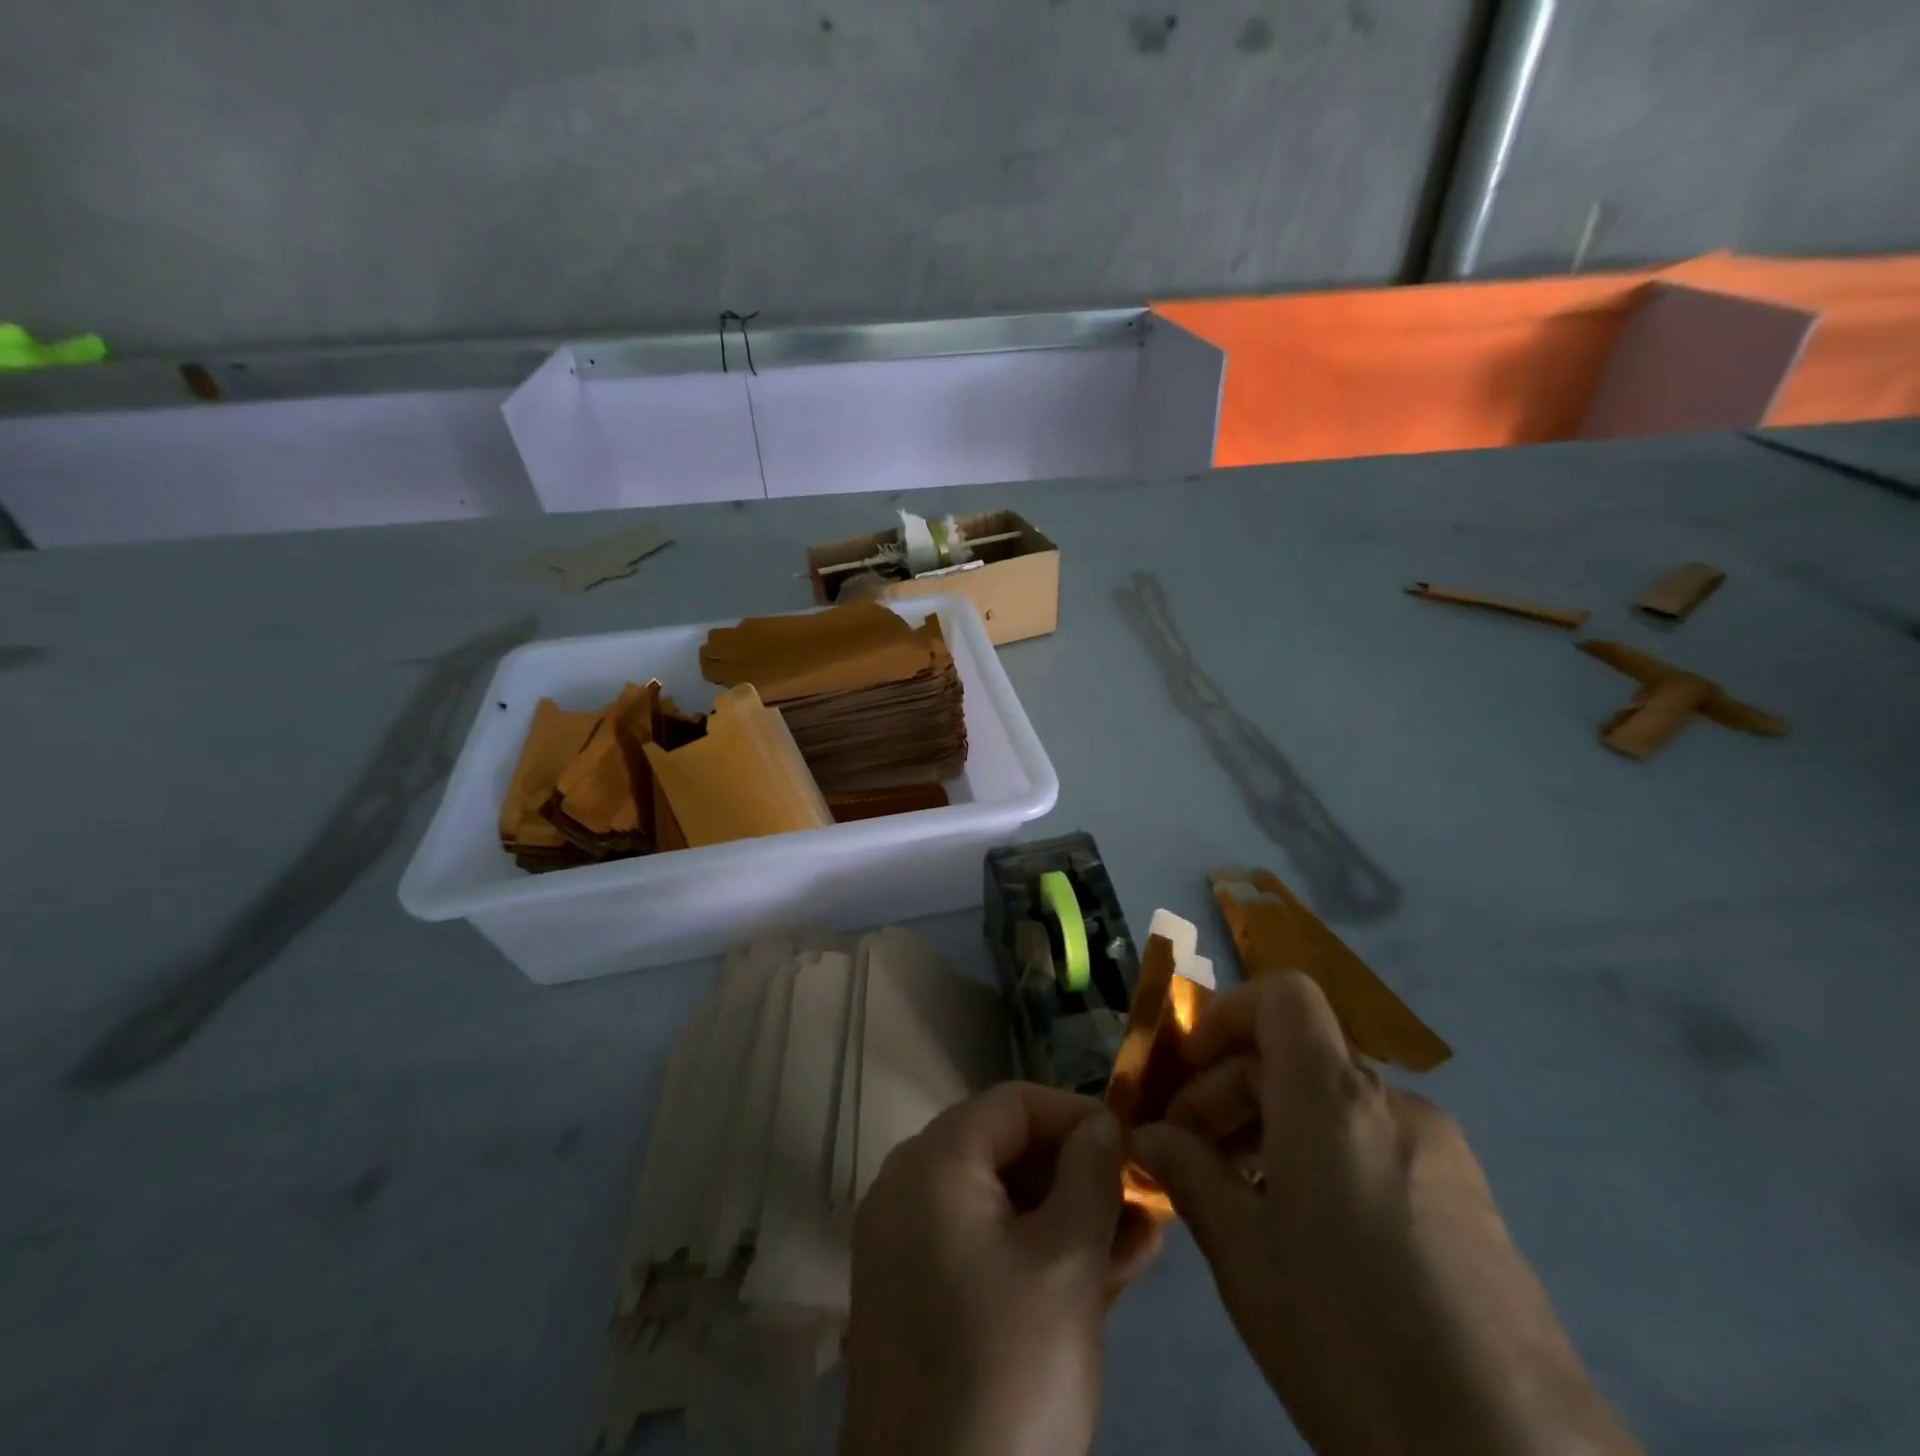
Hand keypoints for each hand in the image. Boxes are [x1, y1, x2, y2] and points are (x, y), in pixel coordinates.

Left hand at [842, 1083, 1161, 1455]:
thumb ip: (1091, 1176)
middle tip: (1144, 1197)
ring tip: (1143, 1237)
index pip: (1013, 1104)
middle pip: (1007, 1153)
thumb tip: (1101, 1125)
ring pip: (1002, 1208)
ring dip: (1070, 1218)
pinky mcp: (920, 1302)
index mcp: (933, 1163)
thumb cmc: (1008, 1368)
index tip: (1131, 1143)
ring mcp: (909, 1249)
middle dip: (1080, 1174)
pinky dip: (1038, 1255)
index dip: (1077, 1115)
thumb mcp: (1067, 1262)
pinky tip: (1107, 1271)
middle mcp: (909, 1191)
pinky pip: (985, 1253)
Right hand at [1132, 972, 1641, 1455]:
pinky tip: (1308, 1236)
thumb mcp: (1246, 1260)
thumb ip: (1189, 1175)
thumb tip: (1150, 1137)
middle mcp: (1393, 1105)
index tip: (1187, 1074)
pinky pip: (1372, 1141)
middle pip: (1296, 1054)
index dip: (1226, 1015)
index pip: (1283, 996)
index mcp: (1335, 1102)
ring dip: (1271, 1126)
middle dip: (1229, 1089)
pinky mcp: (1469, 1199)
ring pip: (1331, 1101)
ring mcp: (1441, 1151)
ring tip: (1241, 1202)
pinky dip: (1320, 1154)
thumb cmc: (1355, 1347)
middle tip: (1190, 1158)